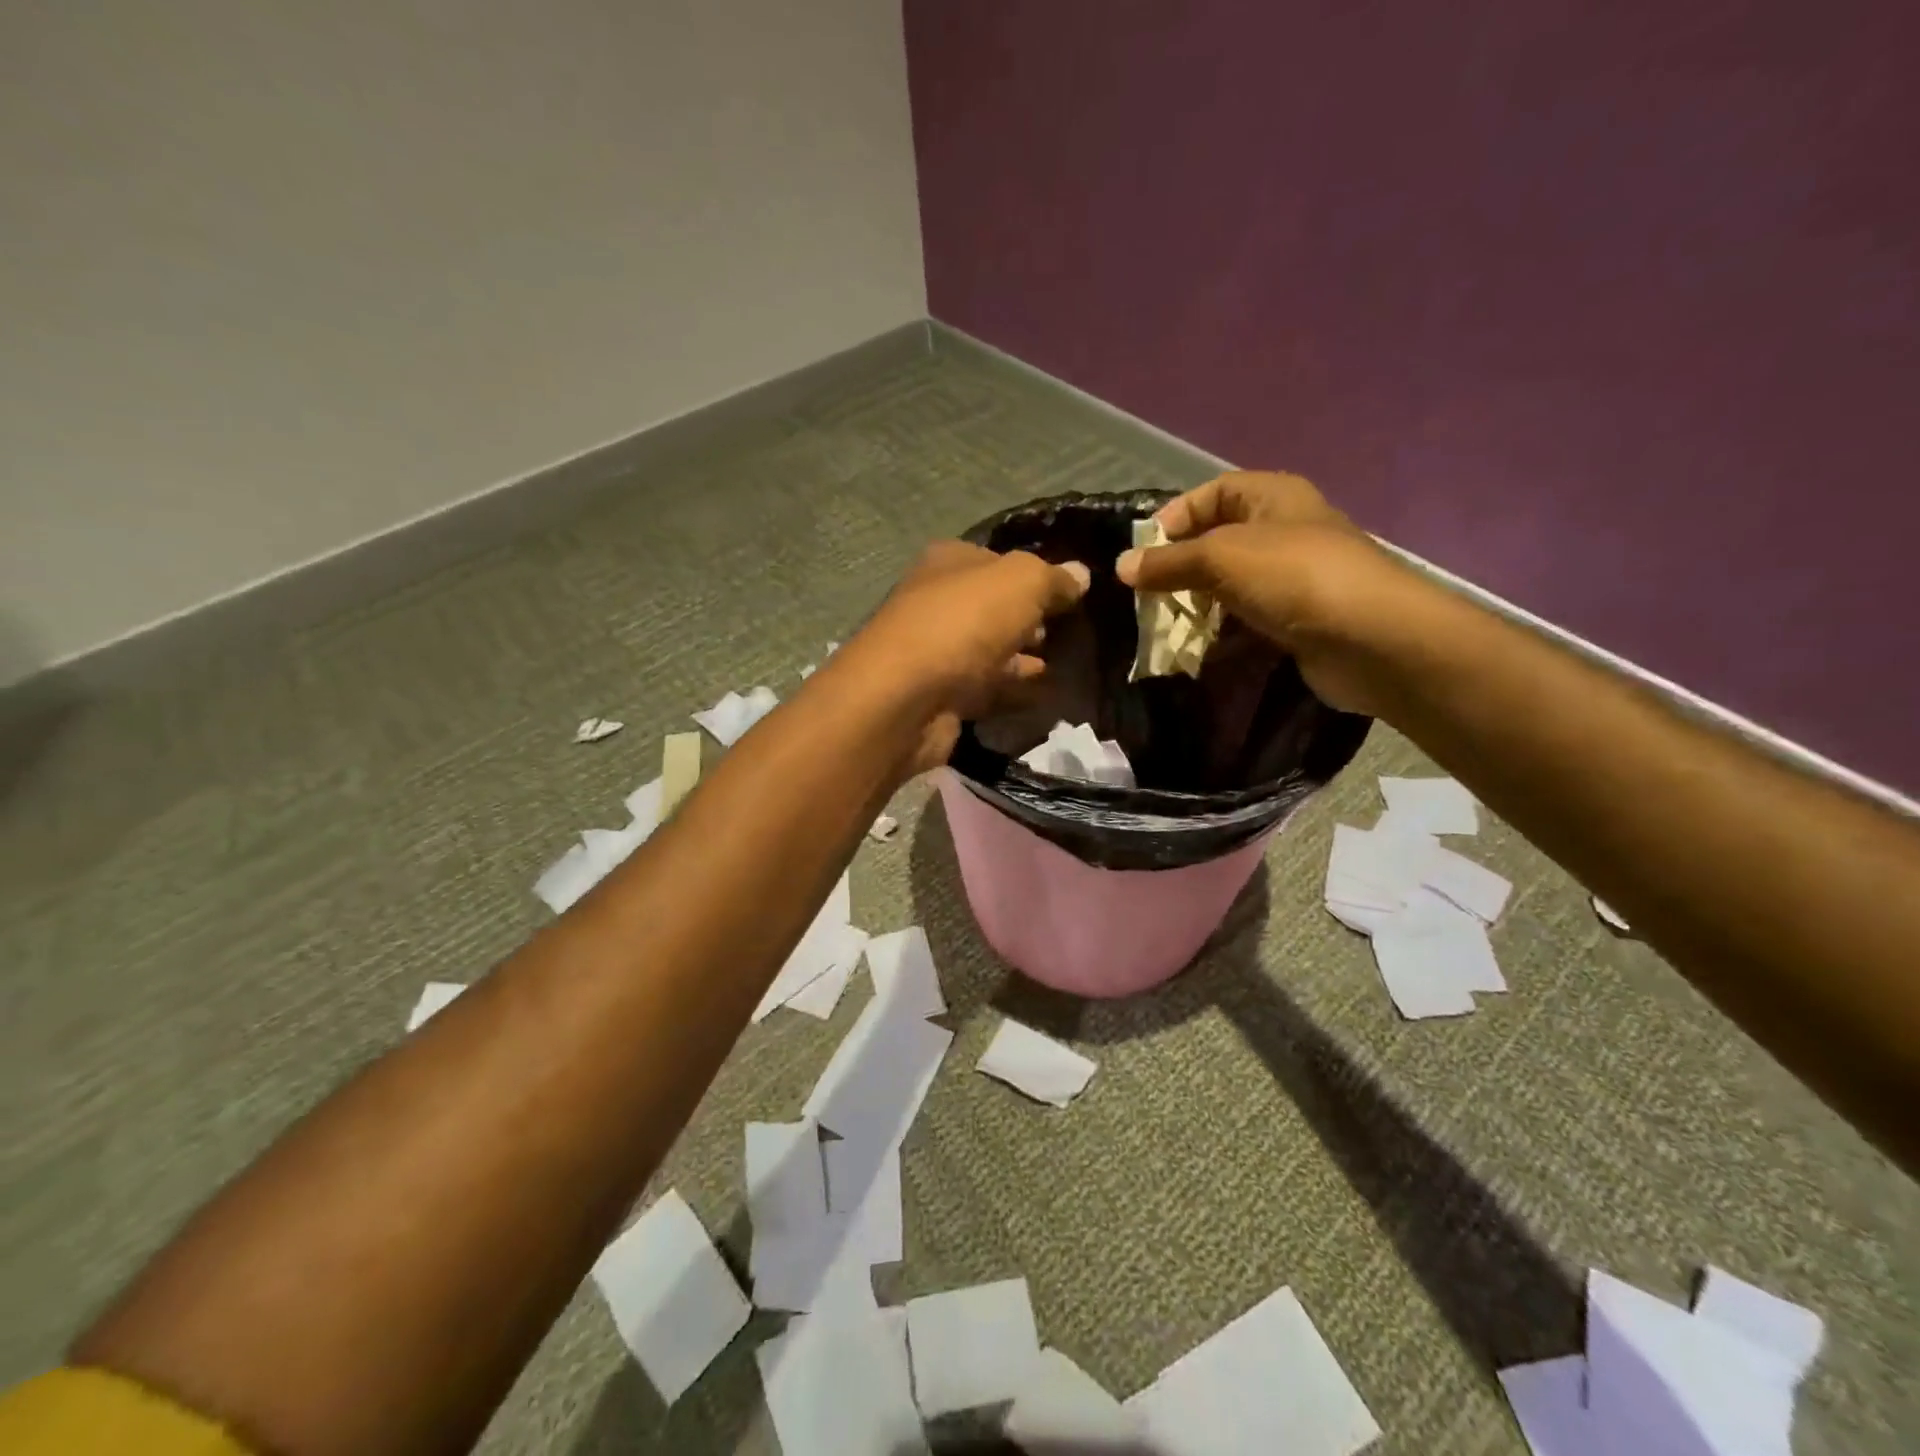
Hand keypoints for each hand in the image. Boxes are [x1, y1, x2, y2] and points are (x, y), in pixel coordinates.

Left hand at [838, 541, 1090, 772]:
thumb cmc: (964, 623)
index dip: (1035, 575)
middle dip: (1031, 619)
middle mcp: (938, 602)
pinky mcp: (941, 696)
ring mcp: (938, 652)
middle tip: (1074, 632)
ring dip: (1025, 657)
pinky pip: (987, 688)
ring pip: (992, 650)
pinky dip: (1013, 690)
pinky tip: (1045, 695)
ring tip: (1068, 664)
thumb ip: (1053, 578)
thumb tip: (1080, 574)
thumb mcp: (1021, 582)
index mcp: (949, 562)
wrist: (906, 699)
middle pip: (994, 608)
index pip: (997, 561)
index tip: (1072, 594)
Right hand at [1116, 470, 1415, 715]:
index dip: (1177, 514)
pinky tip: (1196, 652)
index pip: (1214, 491)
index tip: (1145, 548)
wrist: (1372, 639)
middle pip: (1218, 541)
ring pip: (1229, 586)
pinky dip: (1220, 635)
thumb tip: (1120, 566)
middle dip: (1180, 567)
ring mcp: (1291, 579)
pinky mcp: (1295, 621)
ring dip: (1196, 606)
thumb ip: (1169, 562)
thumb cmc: (1295, 578)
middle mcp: (1283, 531)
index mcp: (1273, 497)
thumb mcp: (1222, 558)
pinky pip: (1245, 621)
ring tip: (1164, 626)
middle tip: (1148, 594)